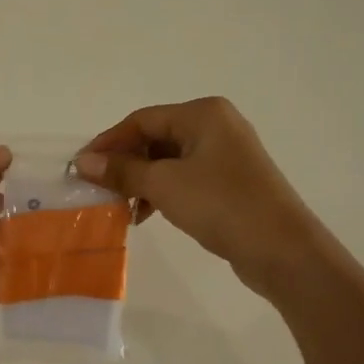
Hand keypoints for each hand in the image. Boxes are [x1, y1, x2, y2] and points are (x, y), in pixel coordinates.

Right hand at [73, 98, 336, 301]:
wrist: (282, 249)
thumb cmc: (221, 204)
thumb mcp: (164, 185)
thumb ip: (122, 171)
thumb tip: (83, 162)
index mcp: (203, 113)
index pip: (142, 119)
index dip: (109, 142)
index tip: (81, 166)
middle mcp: (216, 125)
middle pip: (155, 138)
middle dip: (125, 163)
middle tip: (99, 189)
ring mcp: (226, 155)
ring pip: (168, 160)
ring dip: (141, 181)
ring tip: (121, 207)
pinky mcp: (230, 182)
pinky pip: (185, 178)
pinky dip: (162, 192)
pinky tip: (146, 214)